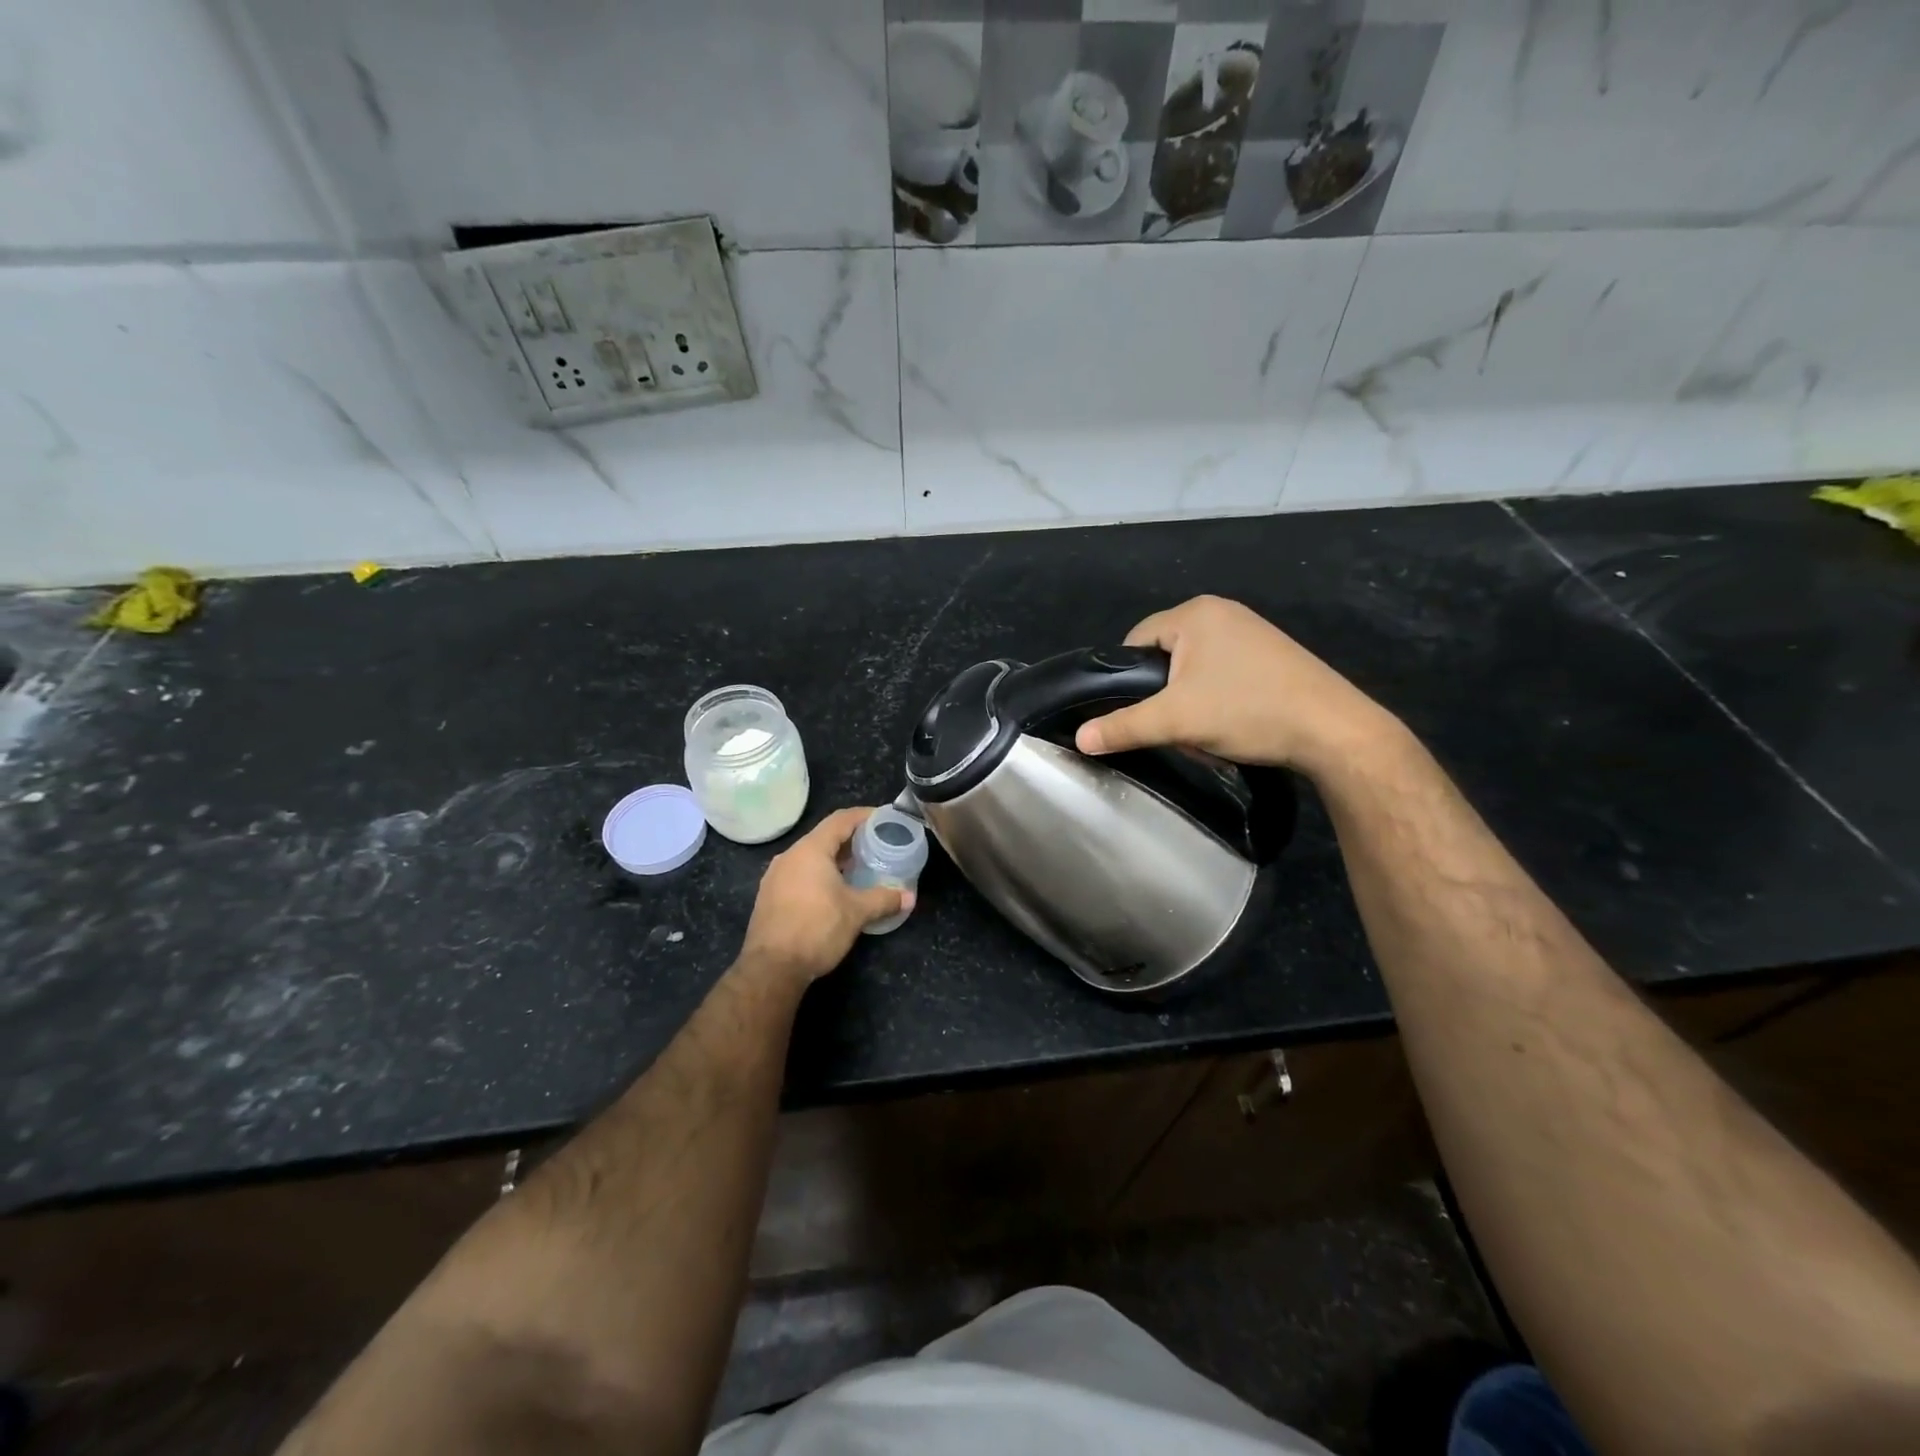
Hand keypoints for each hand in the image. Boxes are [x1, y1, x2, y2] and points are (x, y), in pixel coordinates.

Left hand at [739, 807, 910, 987]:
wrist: (771, 968)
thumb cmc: (817, 929)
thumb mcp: (857, 913)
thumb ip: (884, 899)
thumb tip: (909, 897)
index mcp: (810, 850)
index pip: (840, 820)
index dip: (864, 815)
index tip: (884, 818)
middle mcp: (789, 856)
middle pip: (824, 836)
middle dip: (851, 839)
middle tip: (877, 845)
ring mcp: (775, 876)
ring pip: (810, 857)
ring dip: (834, 858)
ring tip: (859, 868)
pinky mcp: (769, 896)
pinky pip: (799, 873)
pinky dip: (819, 874)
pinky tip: (834, 891)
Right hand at [1074, 595, 1399, 777]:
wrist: (1333, 730)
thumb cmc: (1247, 711)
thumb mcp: (1176, 721)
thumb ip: (1123, 727)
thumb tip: (1079, 739)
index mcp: (1195, 613)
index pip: (1135, 641)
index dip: (1127, 679)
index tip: (1137, 713)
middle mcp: (1222, 612)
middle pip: (1165, 656)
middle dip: (1164, 695)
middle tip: (1175, 728)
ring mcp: (1251, 631)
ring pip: (1193, 669)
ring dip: (1190, 702)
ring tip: (1205, 731)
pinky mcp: (1272, 654)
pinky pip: (1222, 672)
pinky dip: (1217, 699)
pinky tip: (1232, 724)